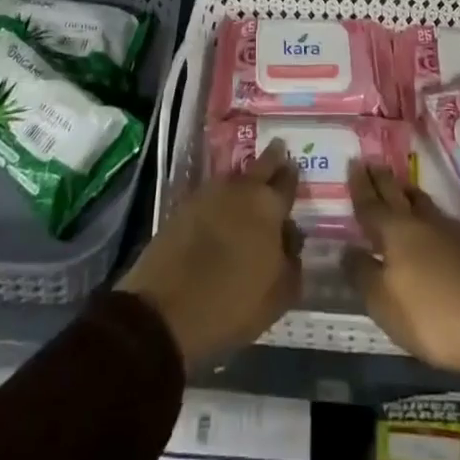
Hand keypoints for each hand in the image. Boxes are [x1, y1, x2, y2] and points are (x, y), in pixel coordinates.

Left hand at [119, 140, 302, 368]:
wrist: (165, 309)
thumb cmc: (231, 304)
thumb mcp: (277, 296)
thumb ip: (291, 262)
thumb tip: (290, 240)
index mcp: (268, 207)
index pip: (287, 181)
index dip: (292, 173)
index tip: (294, 165)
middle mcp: (240, 190)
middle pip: (261, 165)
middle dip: (271, 158)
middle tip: (278, 150)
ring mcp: (208, 194)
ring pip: (234, 178)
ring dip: (244, 180)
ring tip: (249, 189)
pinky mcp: (184, 206)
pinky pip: (211, 194)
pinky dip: (220, 198)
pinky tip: (222, 209)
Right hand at [344, 160, 459, 388]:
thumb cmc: (434, 315)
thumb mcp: (385, 304)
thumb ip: (363, 275)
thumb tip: (347, 250)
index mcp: (395, 232)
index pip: (371, 203)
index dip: (360, 186)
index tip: (353, 163)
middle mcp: (422, 223)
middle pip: (398, 195)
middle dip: (383, 180)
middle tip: (372, 163)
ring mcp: (453, 232)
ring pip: (424, 204)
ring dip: (408, 194)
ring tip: (401, 188)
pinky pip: (444, 221)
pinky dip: (430, 216)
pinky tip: (434, 224)